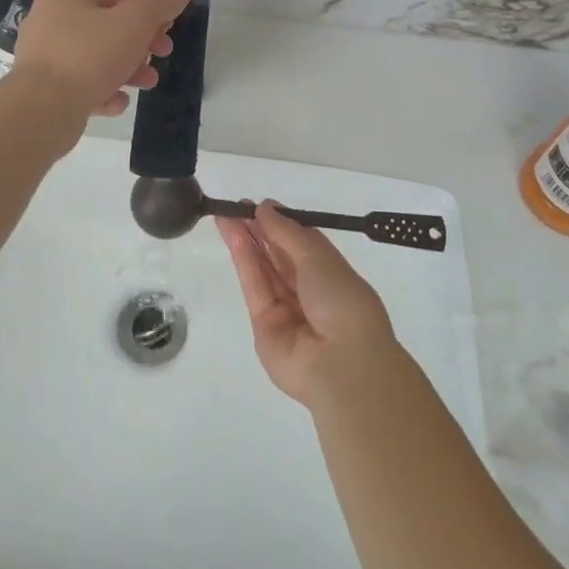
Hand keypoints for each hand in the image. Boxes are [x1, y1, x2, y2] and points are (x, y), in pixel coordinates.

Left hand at [12, 0, 195, 118]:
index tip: (165, 28)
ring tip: (148, 82)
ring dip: (127, 67)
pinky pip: (82, 81)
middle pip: (108, 22)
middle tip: (162, 53)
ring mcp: (45, 52)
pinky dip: (103, 89)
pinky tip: (118, 102)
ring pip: (97, 54)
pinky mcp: (45, 85)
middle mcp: (50, 16)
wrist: (42, 109)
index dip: (147, 6)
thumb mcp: (136, 23)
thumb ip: (162, 3)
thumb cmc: (90, 54)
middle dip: (140, 40)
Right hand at [218, 202, 399, 407]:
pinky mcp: (264, 326)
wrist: (341, 363)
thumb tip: (265, 208)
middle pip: (279, 256)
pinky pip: (254, 288)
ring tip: (226, 215)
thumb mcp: (319, 257)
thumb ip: (287, 232)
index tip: (260, 205)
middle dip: (259, 230)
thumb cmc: (342, 301)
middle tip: (236, 206)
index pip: (302, 244)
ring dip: (246, 241)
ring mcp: (286, 310)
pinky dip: (244, 261)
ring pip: (263, 270)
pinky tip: (233, 236)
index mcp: (332, 275)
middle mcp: (309, 292)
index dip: (281, 224)